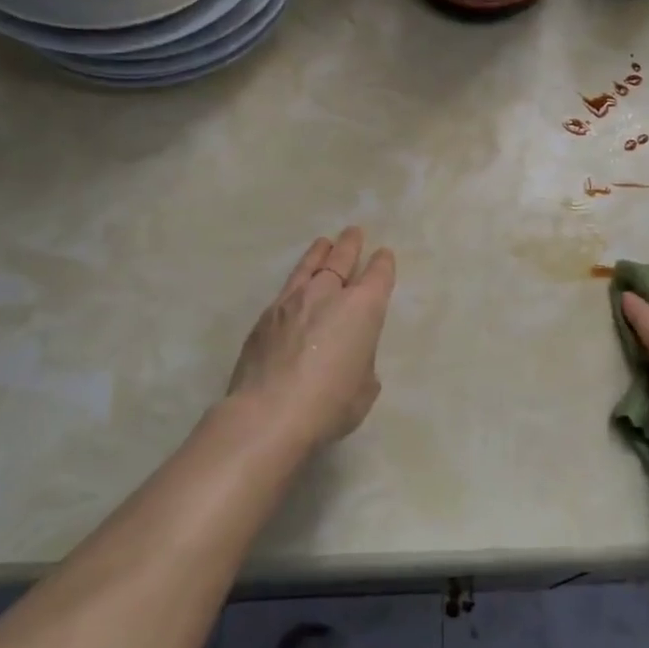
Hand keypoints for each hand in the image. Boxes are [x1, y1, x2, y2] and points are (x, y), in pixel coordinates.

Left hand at [226, 227, 396, 447]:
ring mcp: (291, 302)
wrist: (268, 415)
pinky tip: (295, 290)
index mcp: (363, 308)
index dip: (383, 263)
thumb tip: (350, 358)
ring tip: (323, 243)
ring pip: (309, 266)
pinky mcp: (264, 318)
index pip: (378, 274)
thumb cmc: (330, 404)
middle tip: (353, 232)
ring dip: (319, 253)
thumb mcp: (365, 388)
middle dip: (350, 244)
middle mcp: (328, 294)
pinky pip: (286, 290)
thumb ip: (362, 362)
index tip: (383, 255)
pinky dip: (296, 284)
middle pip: (342, 258)